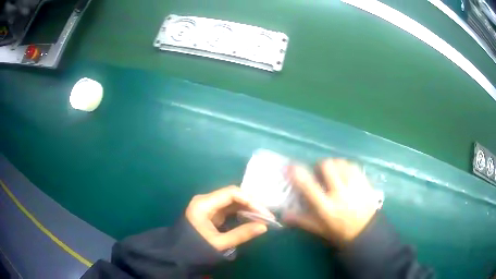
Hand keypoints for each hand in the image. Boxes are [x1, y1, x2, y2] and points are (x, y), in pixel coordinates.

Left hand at [186, 185, 271, 251]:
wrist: (178, 255)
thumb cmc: (196, 248)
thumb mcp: (219, 243)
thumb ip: (242, 234)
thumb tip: (264, 226)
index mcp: (204, 204)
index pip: (232, 193)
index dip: (251, 201)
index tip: (265, 213)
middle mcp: (205, 200)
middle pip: (232, 195)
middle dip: (251, 204)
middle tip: (267, 216)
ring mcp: (207, 206)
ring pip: (232, 201)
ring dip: (247, 208)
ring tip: (262, 218)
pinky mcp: (210, 213)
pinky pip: (228, 209)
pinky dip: (240, 213)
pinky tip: (251, 219)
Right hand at [284, 159, 378, 245]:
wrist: (366, 233)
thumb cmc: (340, 232)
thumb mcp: (319, 229)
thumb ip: (301, 220)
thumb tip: (283, 215)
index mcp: (326, 207)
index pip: (308, 186)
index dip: (298, 173)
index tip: (291, 166)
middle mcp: (340, 194)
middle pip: (327, 166)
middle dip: (320, 165)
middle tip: (319, 172)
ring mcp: (354, 187)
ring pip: (341, 163)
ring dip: (333, 164)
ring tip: (333, 172)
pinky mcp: (364, 183)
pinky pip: (353, 166)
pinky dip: (345, 166)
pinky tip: (344, 173)